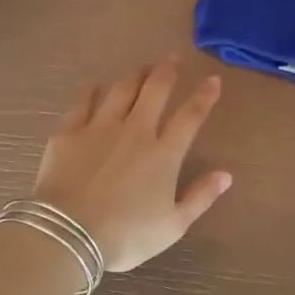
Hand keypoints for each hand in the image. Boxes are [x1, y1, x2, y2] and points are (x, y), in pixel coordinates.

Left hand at [33, 59, 232, 271]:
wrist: (69, 233)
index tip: (213, 79)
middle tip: (172, 59)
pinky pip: (83, 101)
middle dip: (166, 71)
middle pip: (155, 90)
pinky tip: (96, 85)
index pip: (190, 116)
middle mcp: (135, 131)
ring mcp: (99, 127)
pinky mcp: (69, 132)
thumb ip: (200, 197)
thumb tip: (226, 175)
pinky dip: (93, 90)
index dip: (204, 95)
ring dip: (135, 75)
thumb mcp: (172, 226)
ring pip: (122, 89)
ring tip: (141, 68)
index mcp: (164, 154)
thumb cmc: (126, 236)